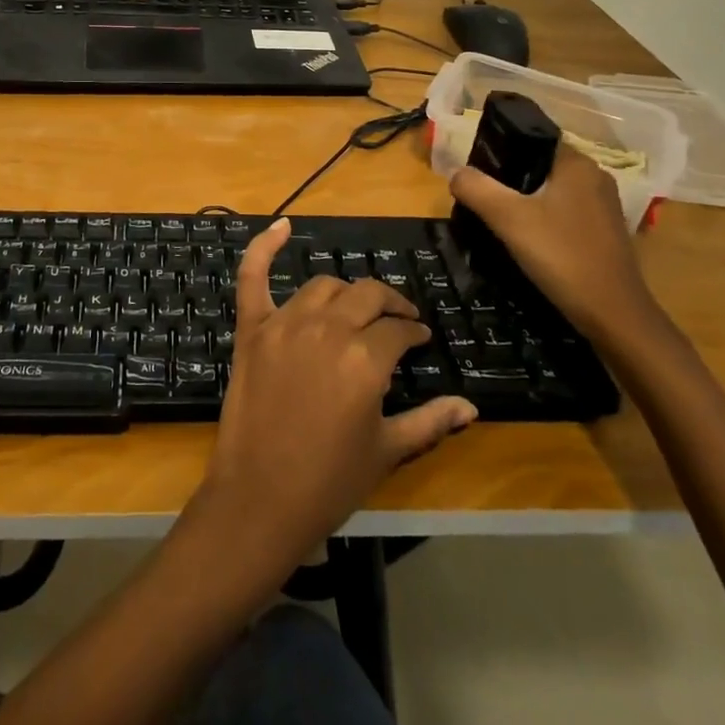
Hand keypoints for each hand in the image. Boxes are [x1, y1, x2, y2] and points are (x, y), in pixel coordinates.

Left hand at [195, 218, 477, 580]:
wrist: (260, 498)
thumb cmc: (330, 481)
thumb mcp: (387, 451)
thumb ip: (430, 421)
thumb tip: (472, 406)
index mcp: (365, 359)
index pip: (398, 328)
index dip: (413, 331)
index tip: (420, 338)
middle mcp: (327, 329)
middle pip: (366, 296)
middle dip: (389, 304)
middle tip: (399, 319)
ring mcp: (285, 323)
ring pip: (324, 287)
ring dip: (346, 292)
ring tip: (357, 307)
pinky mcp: (252, 327)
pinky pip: (253, 276)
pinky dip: (263, 247)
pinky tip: (281, 225)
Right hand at [450, 146, 661, 345]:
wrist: (614, 317)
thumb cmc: (562, 256)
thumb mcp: (508, 218)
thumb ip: (475, 188)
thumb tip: (456, 173)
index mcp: (577, 163)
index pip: (531, 140)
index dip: (500, 151)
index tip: (475, 171)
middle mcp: (594, 178)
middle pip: (538, 167)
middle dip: (508, 180)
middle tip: (479, 198)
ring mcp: (603, 207)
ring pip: (550, 192)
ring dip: (523, 202)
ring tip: (495, 219)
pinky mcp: (604, 234)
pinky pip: (562, 214)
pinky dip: (541, 221)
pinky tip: (523, 240)